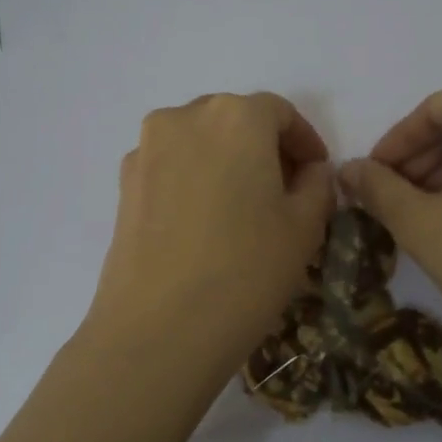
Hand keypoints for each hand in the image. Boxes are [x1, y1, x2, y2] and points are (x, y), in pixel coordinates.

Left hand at [84, 92, 334, 390]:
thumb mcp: (305, 227)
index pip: (280, 112)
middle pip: (235, 119)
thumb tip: (310, 171)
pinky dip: (194, 179)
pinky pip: (171, 166)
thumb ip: (317, 184)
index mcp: (236, 116)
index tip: (317, 173)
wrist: (159, 329)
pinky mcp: (124, 183)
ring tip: (243, 208)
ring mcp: (147, 149)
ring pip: (200, 141)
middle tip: (284, 190)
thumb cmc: (247, 270)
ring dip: (227, 161)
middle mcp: (185, 117)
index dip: (304, 141)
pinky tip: (204, 223)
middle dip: (264, 147)